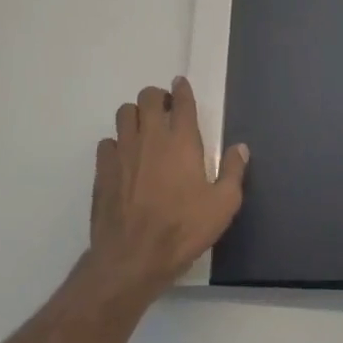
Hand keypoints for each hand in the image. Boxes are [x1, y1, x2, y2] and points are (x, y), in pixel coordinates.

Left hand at [88, 77, 247, 300]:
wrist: (132, 258)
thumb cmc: (183, 230)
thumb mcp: (222, 206)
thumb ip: (233, 172)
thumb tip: (240, 148)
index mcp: (182, 141)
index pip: (182, 102)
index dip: (182, 89)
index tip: (181, 85)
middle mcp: (150, 137)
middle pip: (148, 97)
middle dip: (157, 97)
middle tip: (164, 110)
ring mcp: (123, 151)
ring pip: (124, 113)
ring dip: (135, 115)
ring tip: (143, 130)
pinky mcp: (102, 169)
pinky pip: (107, 142)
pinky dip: (116, 144)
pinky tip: (124, 159)